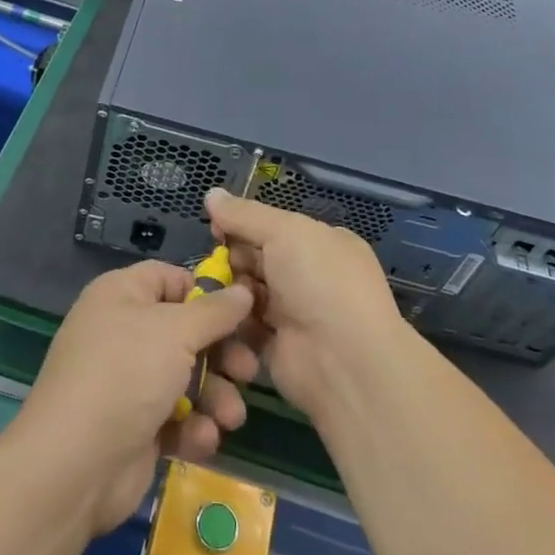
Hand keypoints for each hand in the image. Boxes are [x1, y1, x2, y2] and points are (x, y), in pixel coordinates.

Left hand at [13, 261, 255, 535]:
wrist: (73, 466)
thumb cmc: (125, 375)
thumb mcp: (176, 331)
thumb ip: (215, 312)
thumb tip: (243, 291)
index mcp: (122, 295)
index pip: (170, 279)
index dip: (206, 293)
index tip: (241, 313)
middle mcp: (123, 332)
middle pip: (186, 331)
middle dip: (221, 354)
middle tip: (248, 371)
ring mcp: (128, 382)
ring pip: (186, 378)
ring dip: (215, 396)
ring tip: (231, 417)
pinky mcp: (135, 427)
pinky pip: (175, 417)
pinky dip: (193, 427)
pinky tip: (202, 440)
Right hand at [207, 188, 406, 423]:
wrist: (343, 361)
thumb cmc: (319, 282)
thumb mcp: (285, 231)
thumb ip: (244, 214)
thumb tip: (211, 193)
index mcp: (320, 243)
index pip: (273, 227)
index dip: (242, 225)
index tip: (215, 229)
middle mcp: (309, 276)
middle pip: (257, 258)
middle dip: (232, 259)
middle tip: (214, 265)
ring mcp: (294, 313)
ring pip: (247, 292)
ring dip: (230, 291)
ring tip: (213, 293)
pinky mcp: (276, 347)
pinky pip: (244, 326)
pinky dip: (231, 321)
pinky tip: (216, 317)